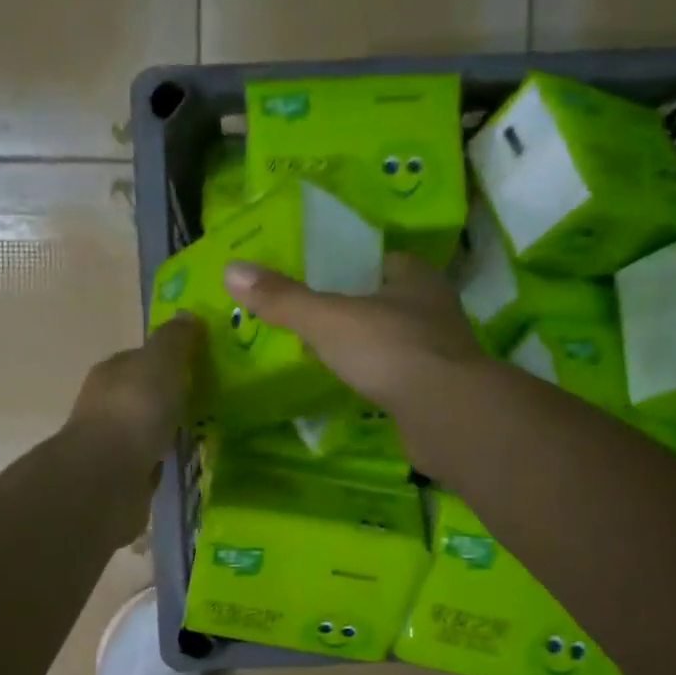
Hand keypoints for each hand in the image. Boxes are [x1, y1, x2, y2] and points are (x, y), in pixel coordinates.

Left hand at [63, 313, 203, 508]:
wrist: (106, 478)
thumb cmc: (135, 409)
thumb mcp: (161, 362)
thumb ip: (175, 340)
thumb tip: (187, 315)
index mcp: (112, 372)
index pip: (142, 358)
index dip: (169, 359)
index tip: (200, 365)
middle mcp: (106, 405)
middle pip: (143, 393)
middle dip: (170, 396)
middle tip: (209, 400)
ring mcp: (111, 443)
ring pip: (145, 429)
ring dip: (166, 430)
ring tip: (203, 433)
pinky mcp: (120, 477)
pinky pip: (148, 461)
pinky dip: (162, 460)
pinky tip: (183, 463)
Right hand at [224, 252, 485, 413]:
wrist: (445, 413)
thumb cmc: (389, 349)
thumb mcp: (327, 318)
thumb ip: (283, 298)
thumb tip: (231, 270)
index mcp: (415, 276)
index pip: (377, 261)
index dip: (346, 268)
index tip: (314, 281)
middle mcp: (434, 307)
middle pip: (385, 300)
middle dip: (353, 309)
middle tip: (311, 320)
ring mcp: (440, 351)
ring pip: (394, 339)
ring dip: (367, 346)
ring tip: (326, 354)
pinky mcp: (438, 390)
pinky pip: (399, 375)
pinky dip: (378, 378)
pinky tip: (355, 387)